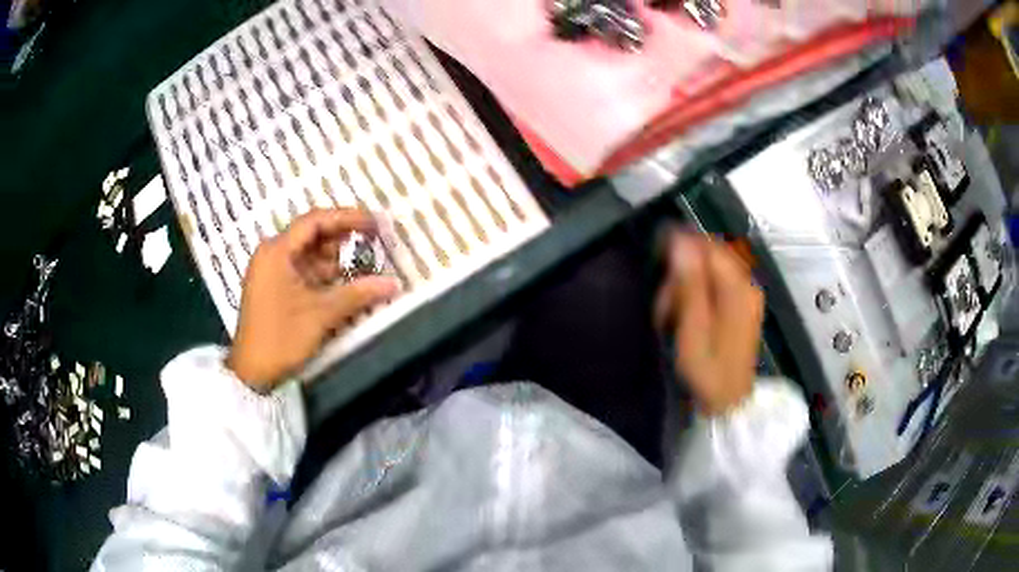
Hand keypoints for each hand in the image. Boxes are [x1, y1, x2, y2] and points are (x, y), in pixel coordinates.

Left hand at [226, 209, 399, 392]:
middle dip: (344, 240)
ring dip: (336, 260)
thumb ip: (357, 294)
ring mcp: (273, 273)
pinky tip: (347, 283)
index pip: (315, 221)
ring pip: (310, 256)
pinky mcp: (275, 289)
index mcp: (277, 251)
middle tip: (374, 244)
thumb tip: (394, 283)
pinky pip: (304, 273)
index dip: (347, 218)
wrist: (252, 374)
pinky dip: (325, 276)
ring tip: (366, 265)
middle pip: (312, 236)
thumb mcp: (321, 314)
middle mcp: (273, 255)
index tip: (374, 224)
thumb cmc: (281, 338)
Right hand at [654, 232, 763, 416]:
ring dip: (685, 289)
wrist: (728, 404)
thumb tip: (679, 240)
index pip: (709, 246)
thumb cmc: (708, 371)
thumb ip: (689, 283)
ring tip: (669, 317)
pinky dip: (695, 298)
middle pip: (709, 258)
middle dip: (682, 275)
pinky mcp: (741, 307)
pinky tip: (684, 318)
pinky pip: (714, 287)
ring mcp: (746, 296)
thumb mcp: (693, 328)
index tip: (658, 266)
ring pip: (709, 273)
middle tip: (662, 306)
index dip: (682, 248)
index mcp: (738, 288)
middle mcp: (746, 285)